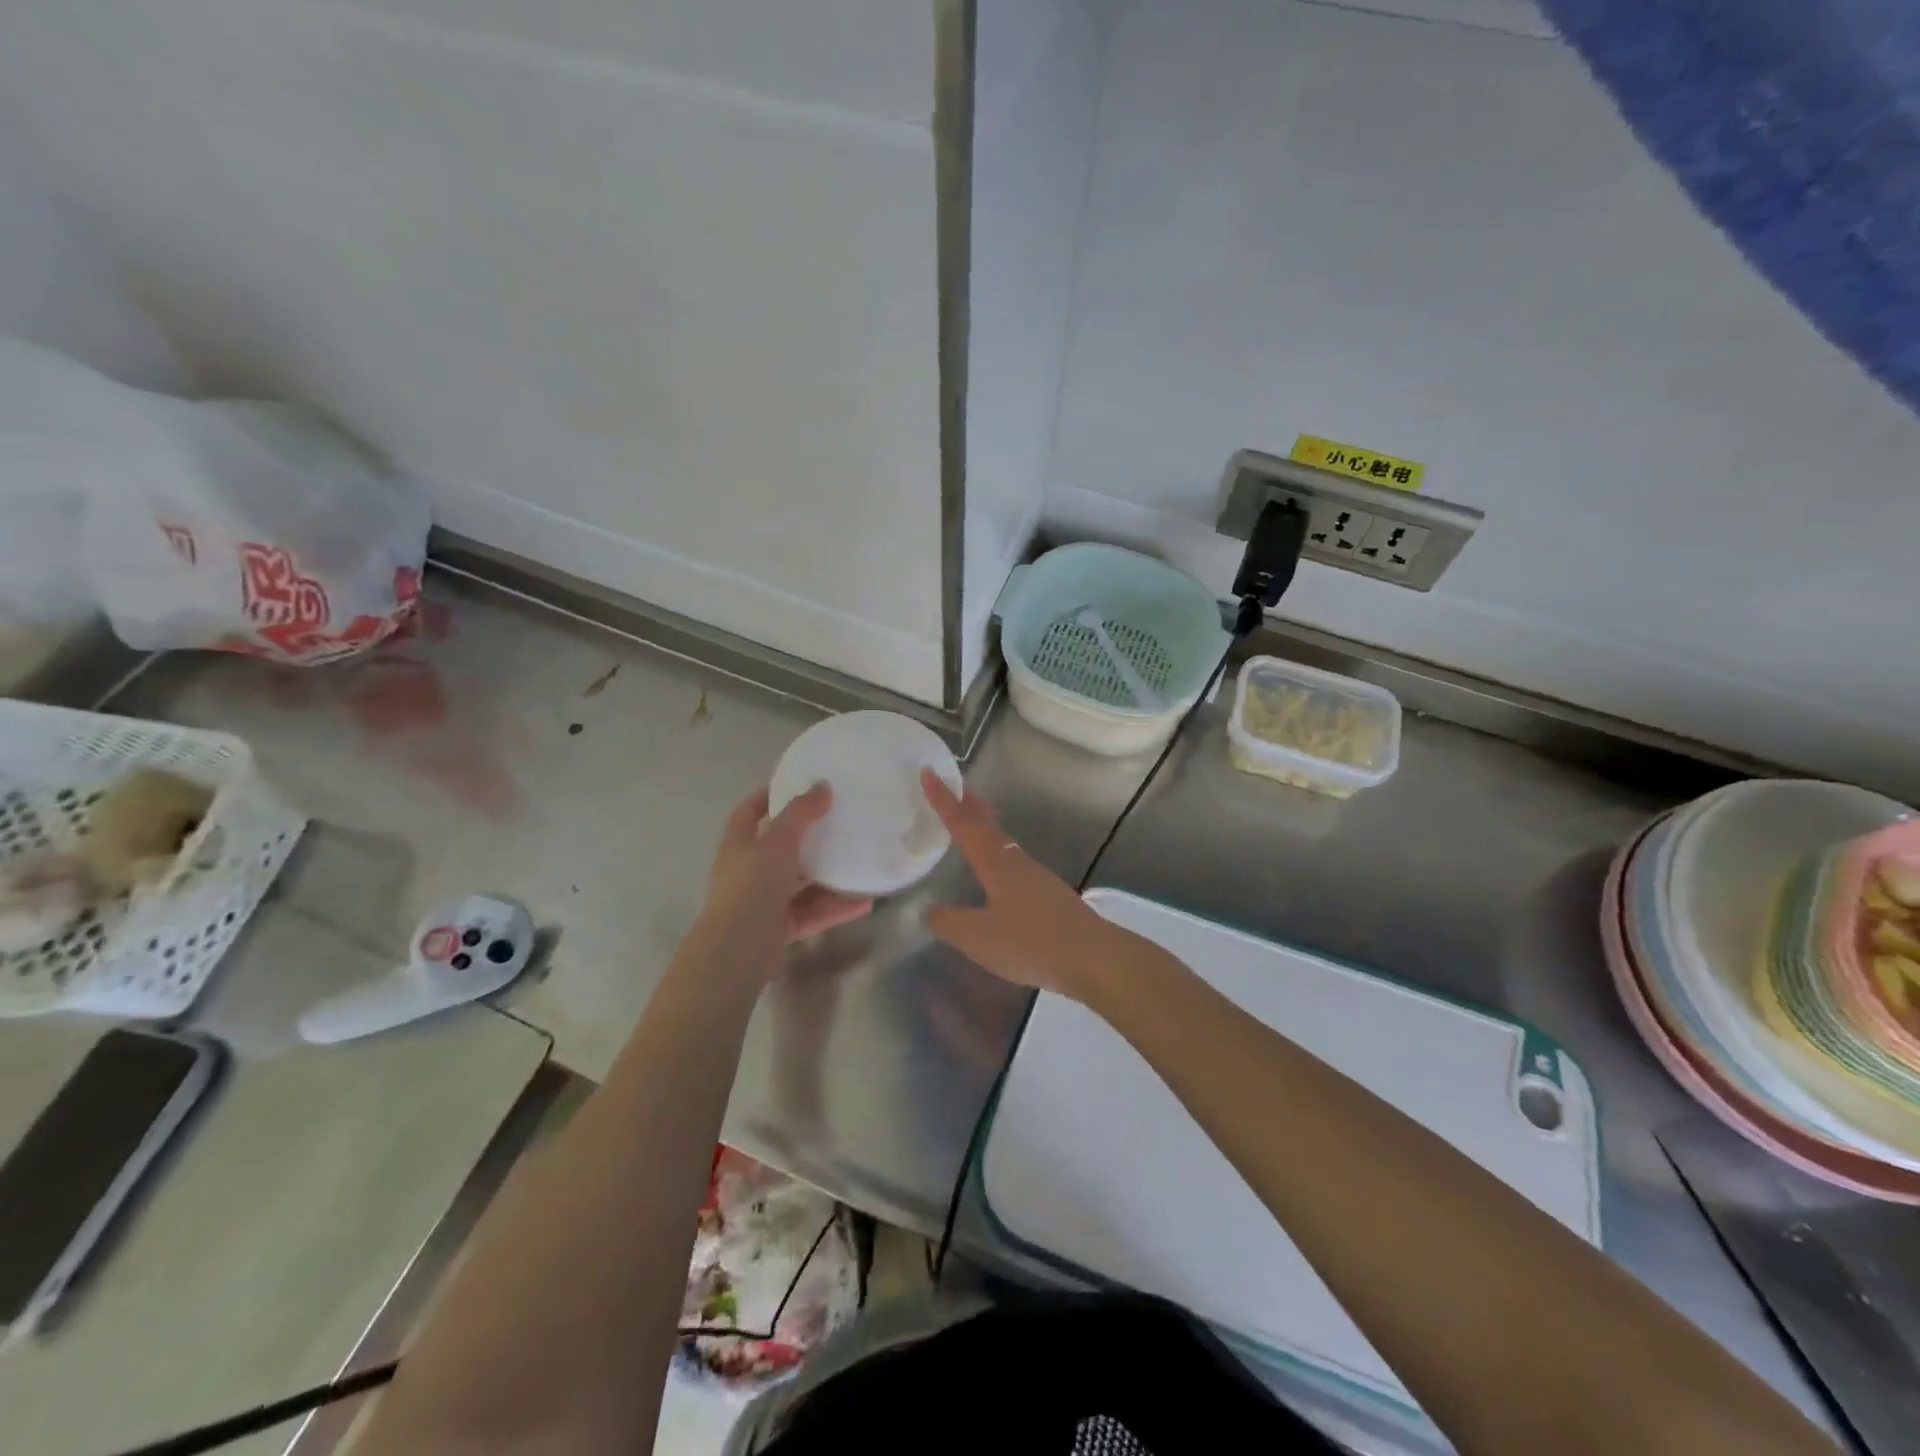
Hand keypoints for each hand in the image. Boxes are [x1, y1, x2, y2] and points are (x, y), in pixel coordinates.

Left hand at [700, 785, 871, 963]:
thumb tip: (822, 785)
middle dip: (808, 838)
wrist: (738, 950)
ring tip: (859, 862)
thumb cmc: (752, 886)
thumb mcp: (778, 842)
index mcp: (740, 845)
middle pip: (780, 849)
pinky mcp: (780, 929)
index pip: (750, 812)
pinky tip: (865, 902)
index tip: (797, 783)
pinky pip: (813, 913)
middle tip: (839, 822)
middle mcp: (749, 872)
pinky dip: (836, 908)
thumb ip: (801, 813)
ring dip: (828, 876)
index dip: (768, 796)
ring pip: (801, 884)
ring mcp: (764, 902)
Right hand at [921, 770, 1138, 1003]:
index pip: (964, 825)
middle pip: (990, 826)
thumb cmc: (1032, 943)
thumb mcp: (979, 938)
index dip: (944, 800)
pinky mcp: (1049, 896)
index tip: (929, 773)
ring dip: (987, 828)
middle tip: (956, 787)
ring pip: (1005, 843)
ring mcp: (1037, 878)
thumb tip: (932, 910)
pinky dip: (1000, 853)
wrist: (1094, 958)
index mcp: (997, 864)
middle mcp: (1017, 862)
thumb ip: (951, 923)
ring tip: (974, 823)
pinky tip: (1000, 872)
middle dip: (970, 805)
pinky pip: (1015, 863)